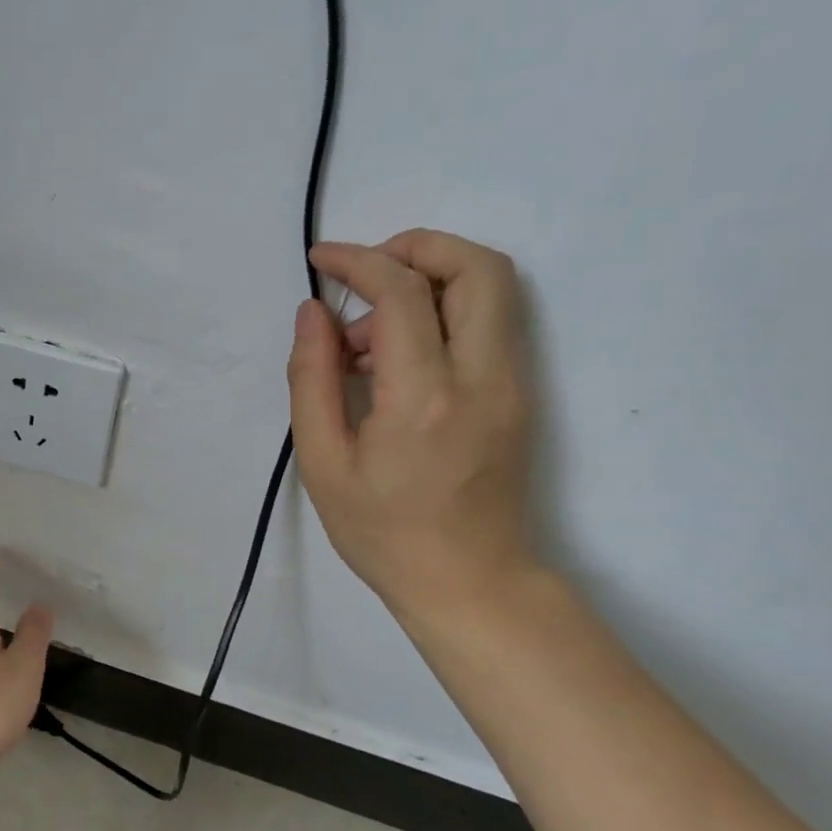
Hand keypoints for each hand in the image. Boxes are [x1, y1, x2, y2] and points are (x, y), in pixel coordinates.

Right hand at [287, 230, 540, 621]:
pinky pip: (490, 322)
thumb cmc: (383, 532)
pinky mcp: (520, 393)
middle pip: (477, 266)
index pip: (402, 293)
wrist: (469, 582)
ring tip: (370, 330)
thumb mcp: (324, 463)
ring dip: (432, 277)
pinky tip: (397, 356)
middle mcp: (483, 377)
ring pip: (494, 287)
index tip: (321, 261)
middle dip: (415, 248)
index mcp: (424, 398)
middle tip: (363, 277)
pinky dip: (444, 310)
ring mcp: (513, 383)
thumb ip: (312, 379)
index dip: (358, 261)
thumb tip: (313, 314)